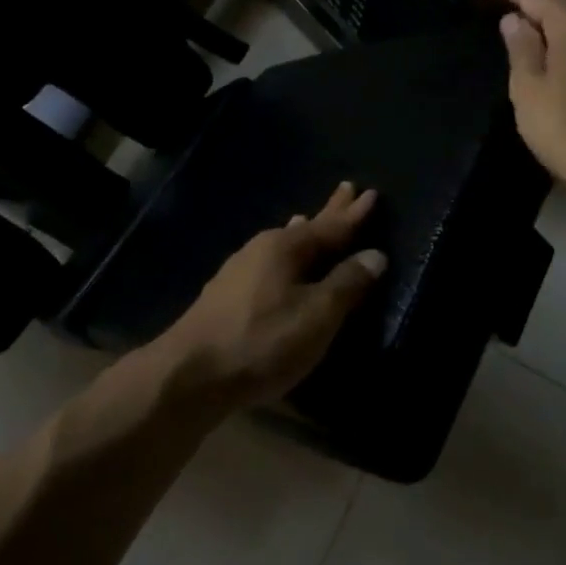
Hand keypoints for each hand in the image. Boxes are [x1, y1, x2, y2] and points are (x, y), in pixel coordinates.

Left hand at [155, 183, 386, 410]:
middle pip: (305, 227)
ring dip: (303, 233)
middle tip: (346, 189)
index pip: (332, 225)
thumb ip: (347, 284)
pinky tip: (279, 263)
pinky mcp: (226, 294)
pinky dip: (284, 256)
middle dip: (329, 211)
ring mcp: (240, 269)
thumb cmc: (263, 341)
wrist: (190, 375)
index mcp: (287, 247)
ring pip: (282, 243)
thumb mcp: (316, 316)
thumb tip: (375, 255)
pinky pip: (268, 261)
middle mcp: (262, 248)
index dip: (354, 214)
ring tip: (308, 218)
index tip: (372, 193)